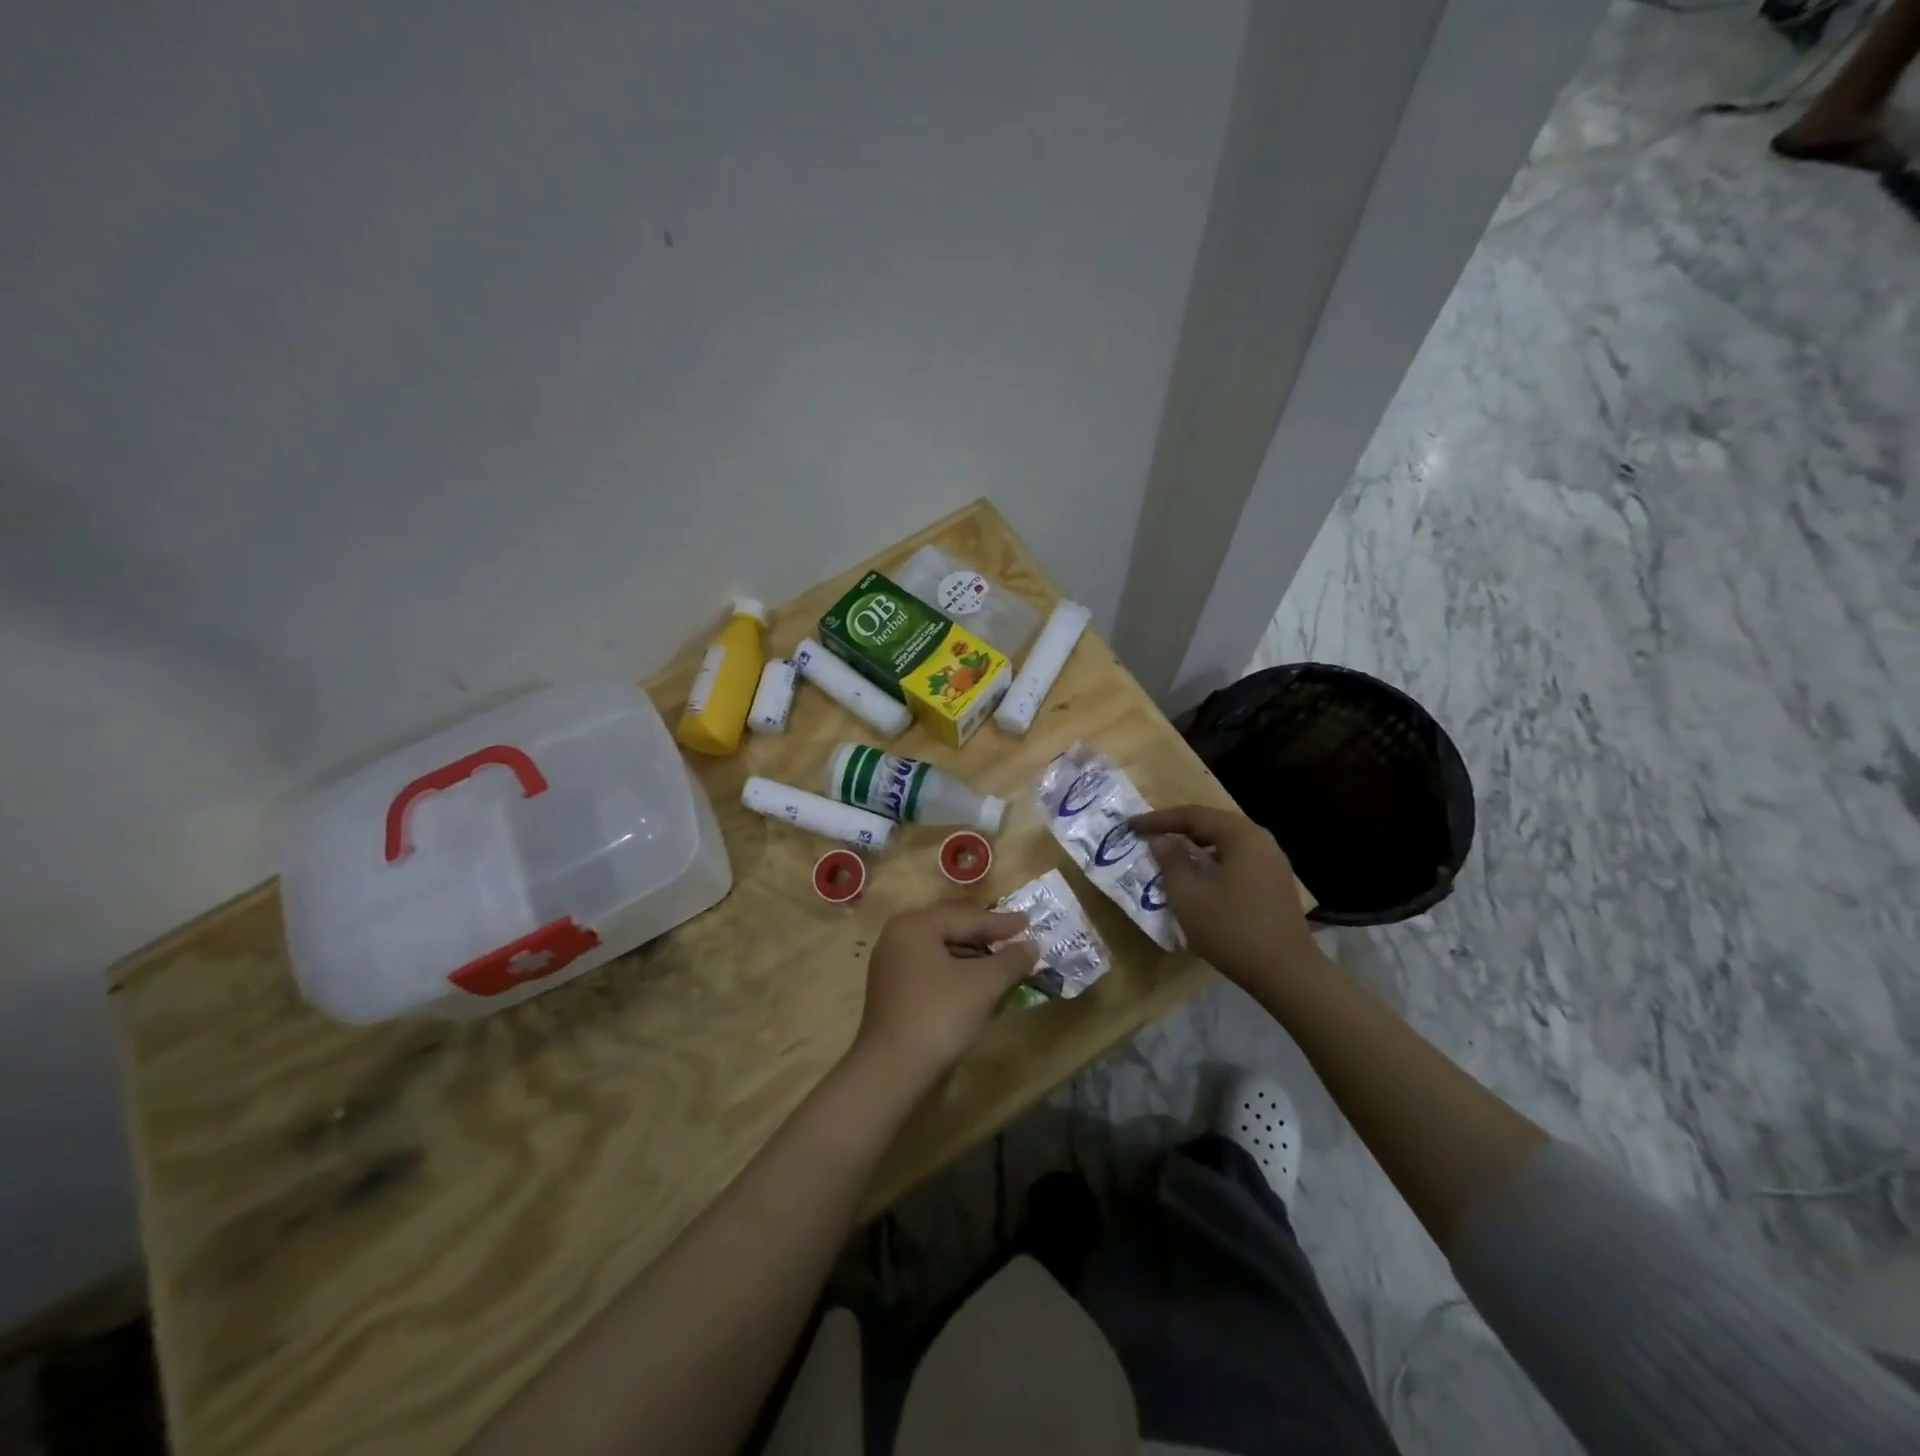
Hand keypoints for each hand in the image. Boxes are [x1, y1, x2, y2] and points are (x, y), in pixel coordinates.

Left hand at [851, 904, 1039, 1088]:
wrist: (893, 1070)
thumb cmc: (940, 1014)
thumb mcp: (984, 984)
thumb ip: (1011, 959)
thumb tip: (1032, 946)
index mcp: (914, 926)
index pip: (966, 918)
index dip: (1001, 923)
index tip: (1030, 922)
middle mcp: (898, 939)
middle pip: (952, 932)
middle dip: (987, 939)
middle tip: (1019, 940)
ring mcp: (892, 967)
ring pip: (943, 954)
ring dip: (975, 959)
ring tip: (1005, 965)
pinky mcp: (894, 994)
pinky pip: (933, 973)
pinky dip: (958, 976)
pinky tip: (980, 988)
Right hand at [1131, 805, 1322, 985]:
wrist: (1286, 973)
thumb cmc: (1231, 930)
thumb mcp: (1189, 896)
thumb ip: (1171, 862)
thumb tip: (1160, 840)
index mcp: (1241, 835)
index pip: (1193, 815)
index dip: (1158, 819)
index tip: (1131, 826)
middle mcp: (1260, 840)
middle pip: (1212, 824)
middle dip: (1177, 828)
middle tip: (1148, 835)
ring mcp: (1272, 862)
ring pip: (1225, 843)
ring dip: (1195, 845)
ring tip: (1168, 853)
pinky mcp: (1274, 883)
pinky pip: (1236, 859)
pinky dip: (1212, 860)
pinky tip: (1197, 876)